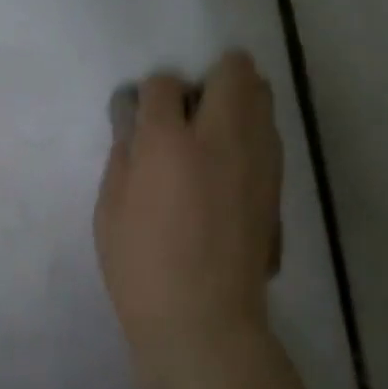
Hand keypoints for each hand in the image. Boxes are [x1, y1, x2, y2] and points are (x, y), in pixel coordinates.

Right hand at [95, 52, 281, 364]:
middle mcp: (222, 136)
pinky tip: (228, 167)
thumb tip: (136, 123)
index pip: (163, 83)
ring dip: (236, 99)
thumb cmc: (141, 268)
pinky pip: (268, 132)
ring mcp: (259, 158)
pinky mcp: (277, 183)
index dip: (150, 95)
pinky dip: (250, 132)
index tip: (143, 117)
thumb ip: (124, 154)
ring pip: (262, 93)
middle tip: (187, 113)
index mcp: (169, 143)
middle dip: (208, 78)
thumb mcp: (110, 209)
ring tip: (211, 135)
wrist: (204, 319)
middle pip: (233, 70)